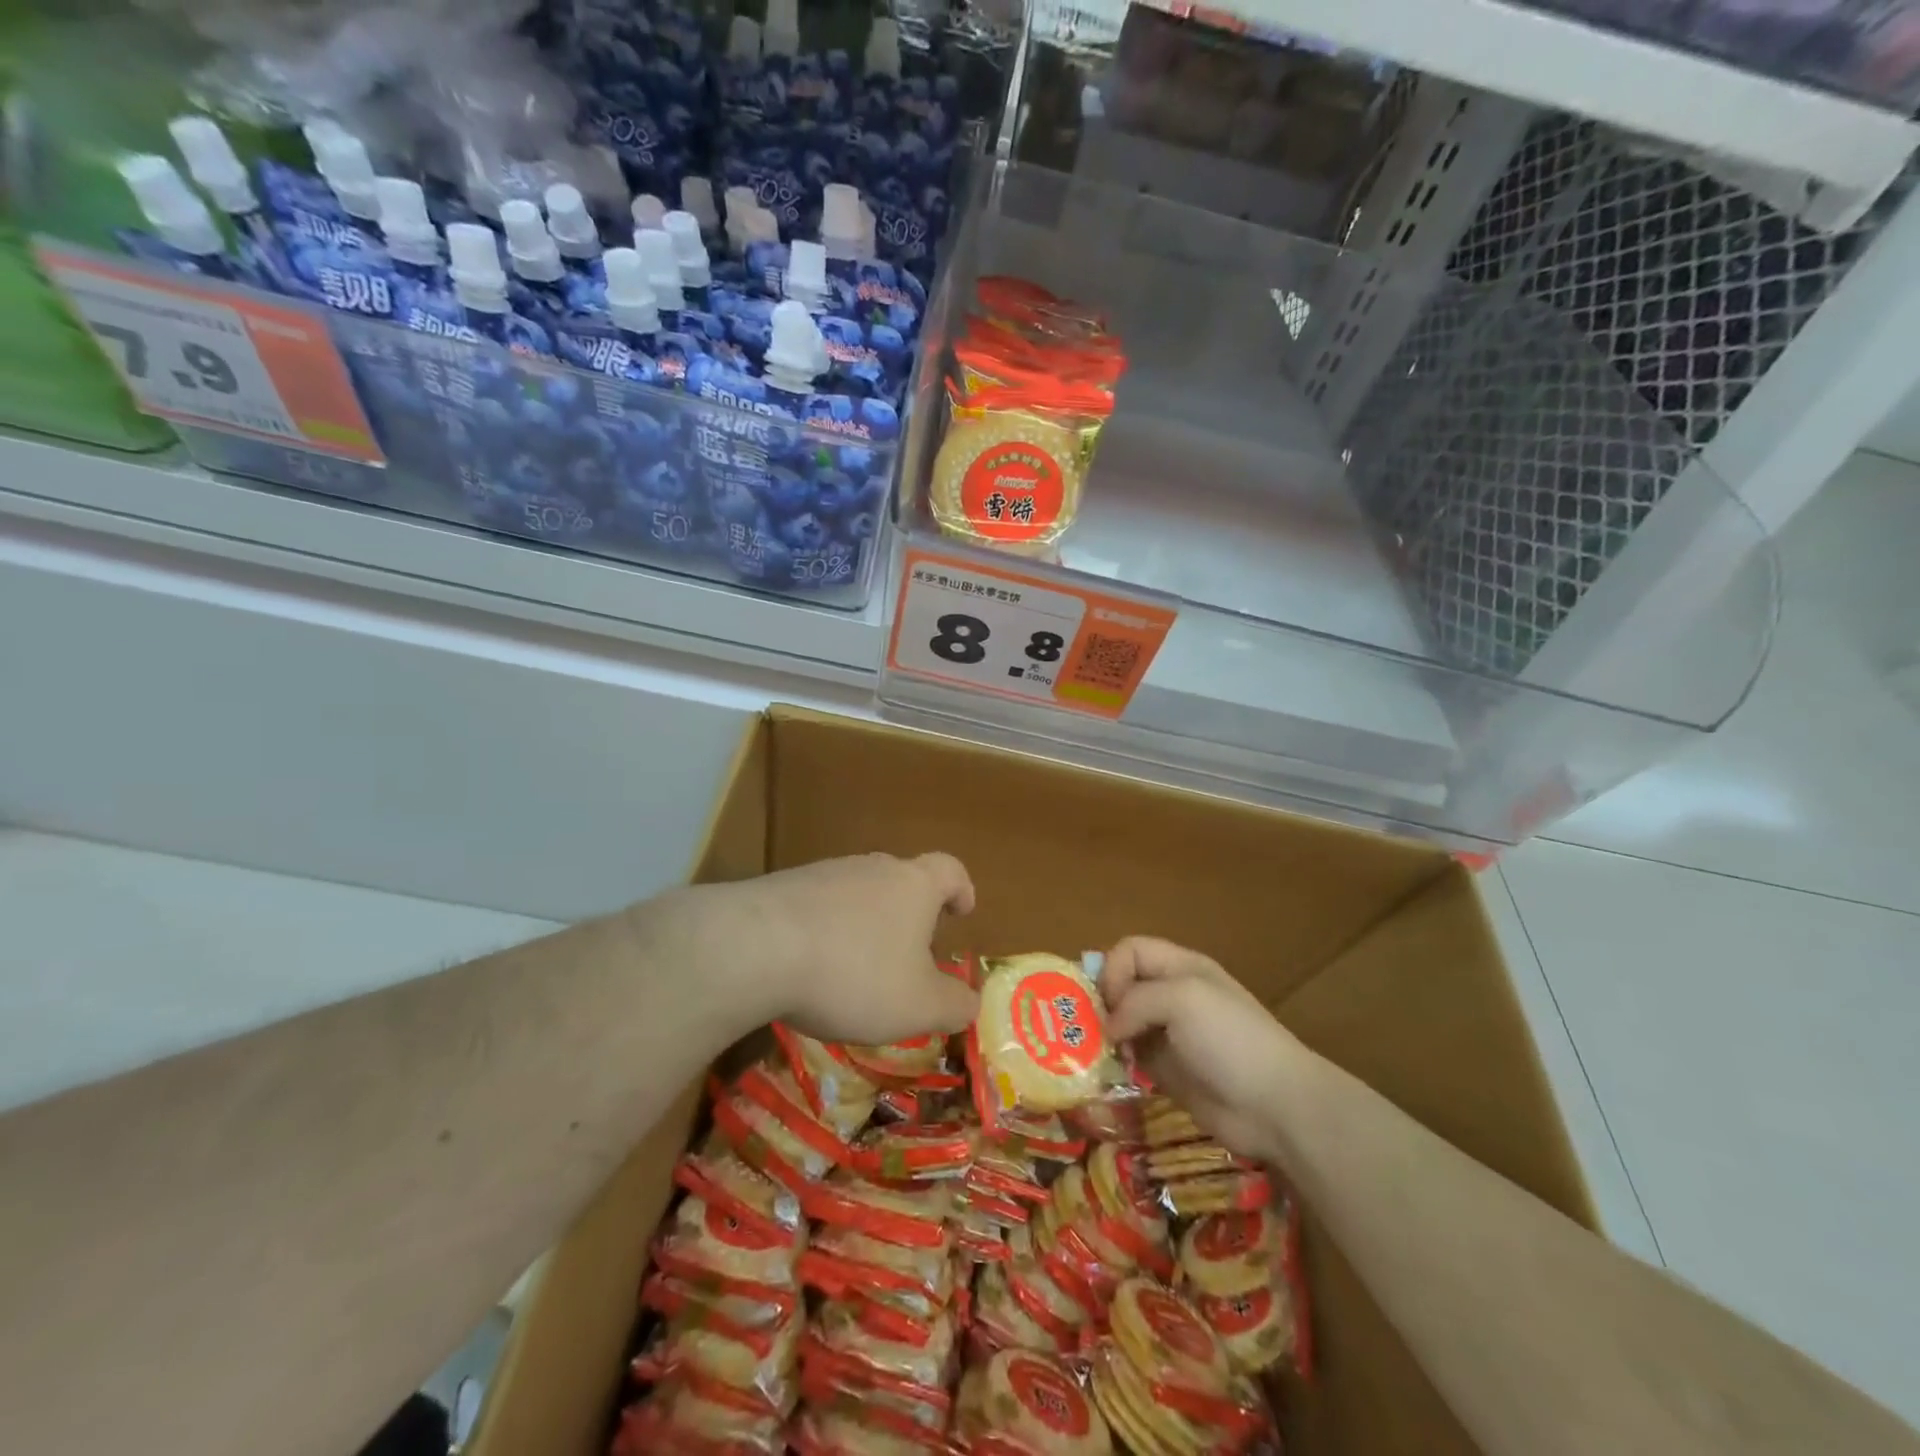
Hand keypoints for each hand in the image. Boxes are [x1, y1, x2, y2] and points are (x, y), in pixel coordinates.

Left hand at [696, 853, 979, 1045]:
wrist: (756, 948)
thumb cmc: (855, 974)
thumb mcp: (918, 1005)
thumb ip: (954, 1004)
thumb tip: (970, 1002)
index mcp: (913, 885)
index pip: (950, 870)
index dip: (961, 889)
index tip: (961, 912)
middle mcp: (872, 867)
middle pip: (901, 879)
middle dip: (909, 913)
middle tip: (909, 952)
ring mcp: (823, 873)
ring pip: (857, 893)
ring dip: (864, 924)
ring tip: (856, 968)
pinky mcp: (781, 888)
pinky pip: (816, 906)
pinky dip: (824, 931)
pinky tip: (810, 967)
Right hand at [1102, 936, 1302, 1163]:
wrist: (1276, 1105)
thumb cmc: (1230, 1039)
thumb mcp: (1183, 999)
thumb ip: (1136, 1001)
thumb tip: (1109, 1028)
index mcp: (1180, 967)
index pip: (1129, 950)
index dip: (1112, 971)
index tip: (1110, 1004)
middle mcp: (1172, 995)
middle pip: (1122, 984)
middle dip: (1102, 1003)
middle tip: (1090, 1030)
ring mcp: (1170, 1034)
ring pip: (1122, 1022)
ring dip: (1105, 1035)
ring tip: (1097, 1056)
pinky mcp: (1167, 1070)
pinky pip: (1130, 1057)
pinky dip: (1115, 1062)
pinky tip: (1110, 1075)